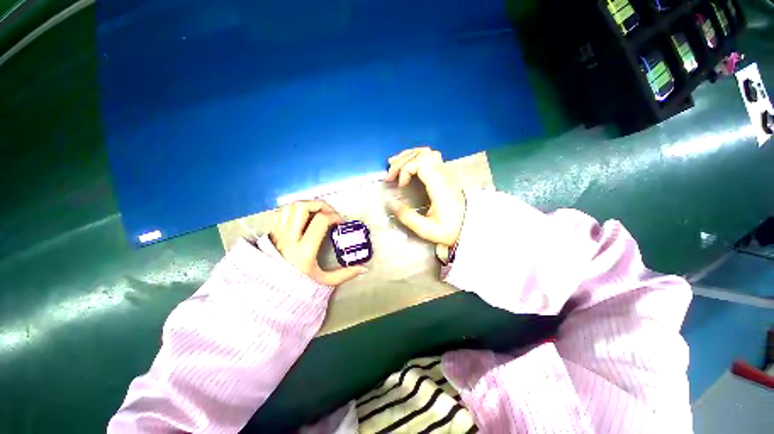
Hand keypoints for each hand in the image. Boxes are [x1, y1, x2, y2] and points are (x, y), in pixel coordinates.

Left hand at [270, 201, 366, 285]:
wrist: (267, 294)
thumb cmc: (297, 288)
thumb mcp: (324, 282)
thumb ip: (345, 274)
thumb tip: (364, 268)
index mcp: (304, 251)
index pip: (320, 221)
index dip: (334, 216)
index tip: (340, 223)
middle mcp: (289, 239)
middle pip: (303, 207)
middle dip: (320, 205)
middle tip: (329, 213)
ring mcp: (278, 235)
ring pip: (290, 207)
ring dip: (307, 205)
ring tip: (317, 213)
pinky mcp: (271, 233)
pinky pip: (282, 212)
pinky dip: (295, 210)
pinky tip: (304, 217)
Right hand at [384, 147, 464, 246]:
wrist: (469, 227)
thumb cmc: (449, 229)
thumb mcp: (427, 229)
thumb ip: (408, 217)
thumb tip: (391, 203)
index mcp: (440, 186)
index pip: (421, 163)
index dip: (405, 169)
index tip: (400, 185)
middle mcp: (444, 174)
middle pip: (422, 154)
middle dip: (401, 161)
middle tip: (389, 176)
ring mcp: (445, 172)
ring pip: (426, 152)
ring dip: (407, 156)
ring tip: (393, 164)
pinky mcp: (445, 174)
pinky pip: (429, 157)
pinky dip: (414, 158)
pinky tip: (406, 165)